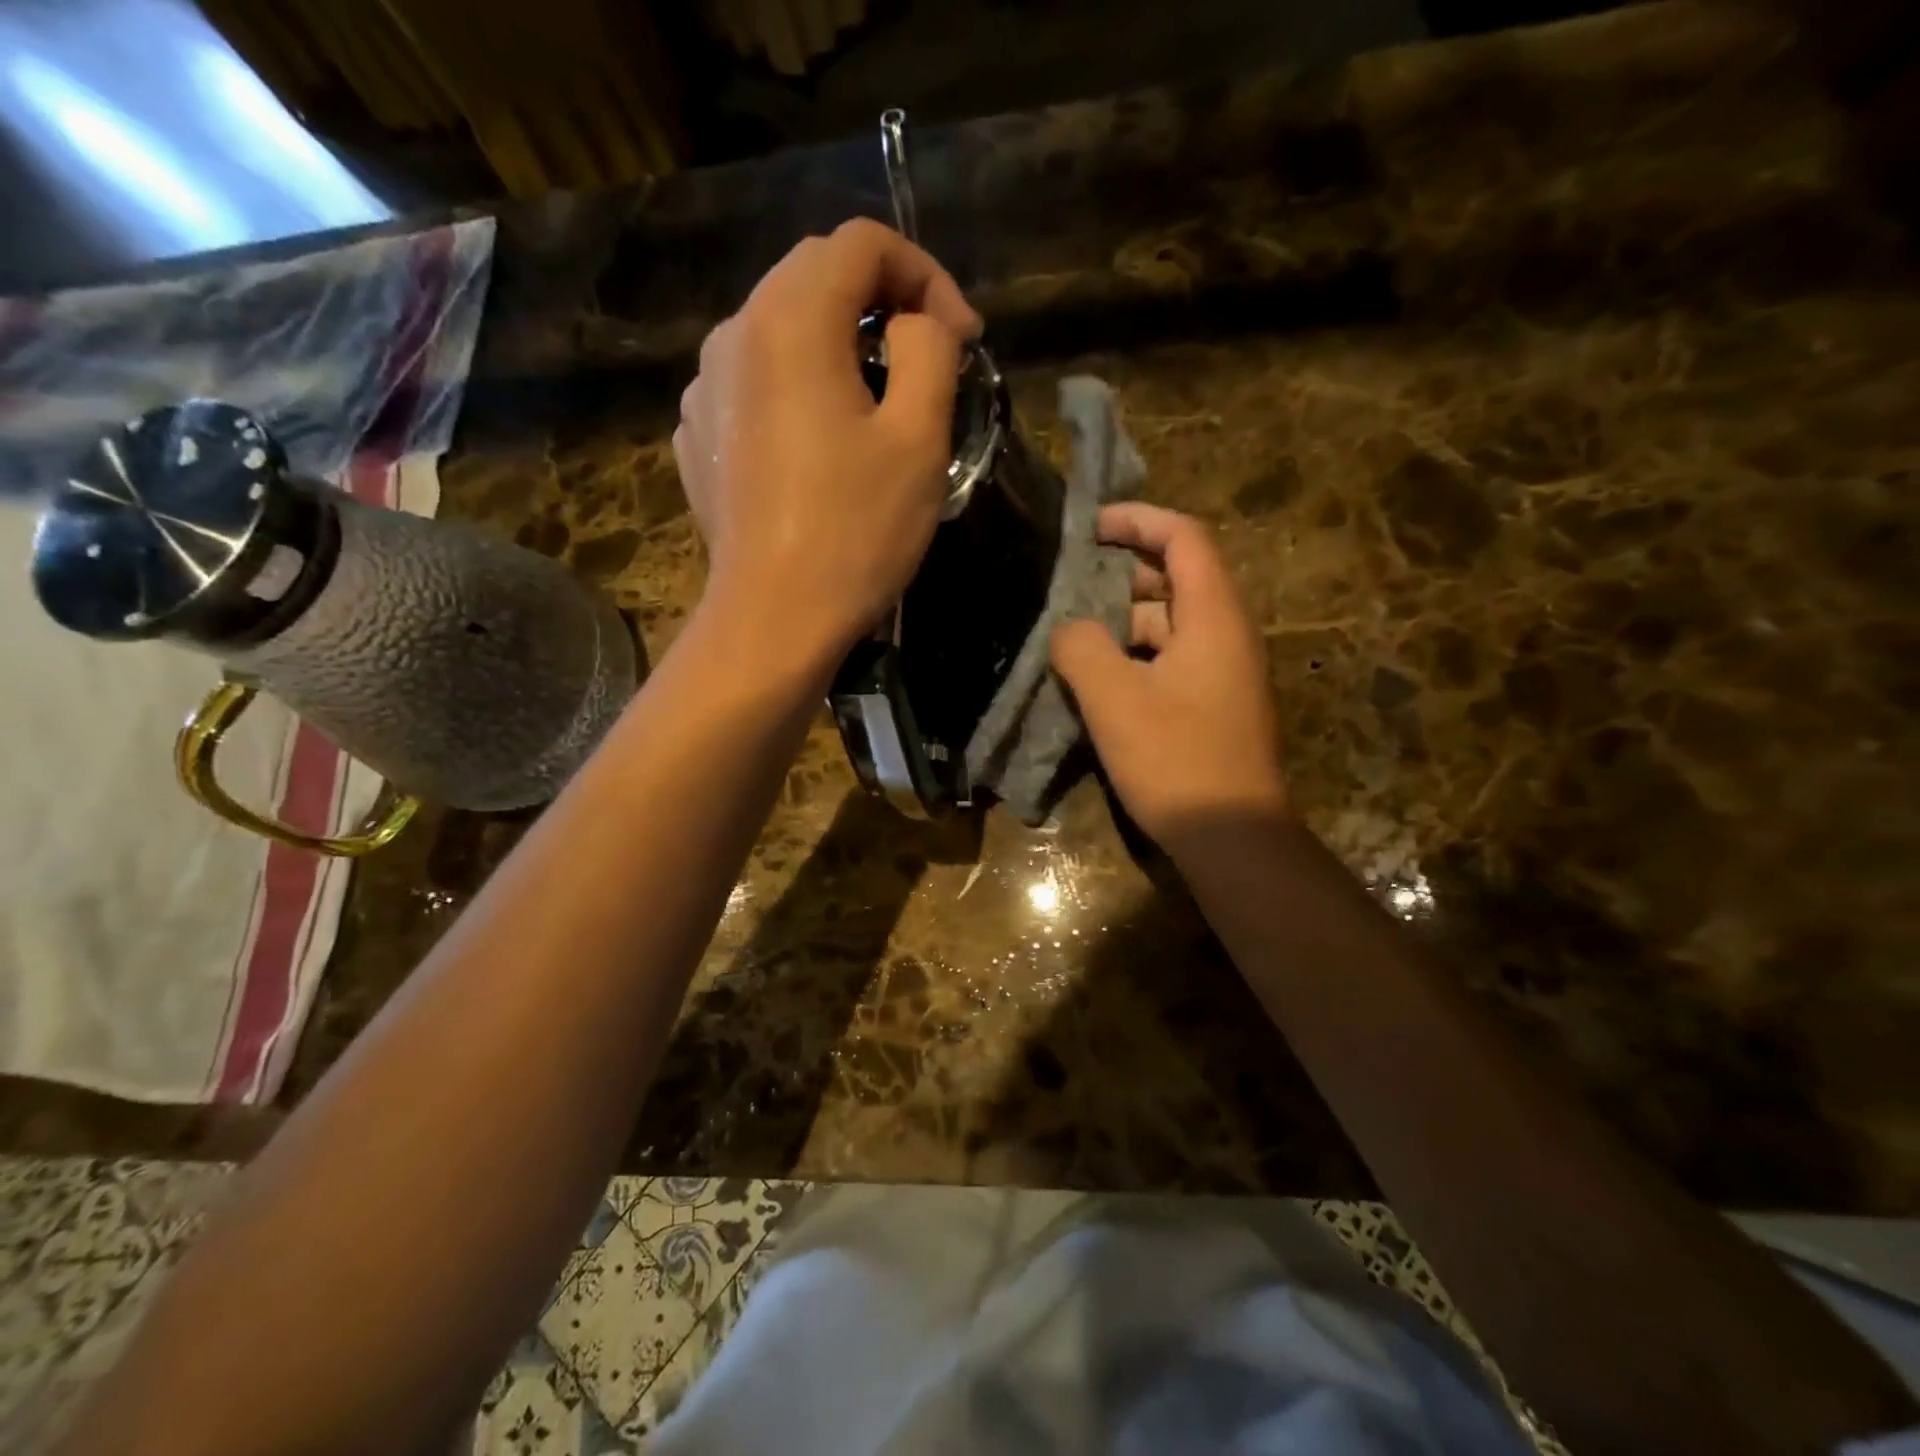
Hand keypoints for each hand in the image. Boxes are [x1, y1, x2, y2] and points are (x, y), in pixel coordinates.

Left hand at [674, 219, 982, 664]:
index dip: (926, 276)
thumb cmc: (854, 532)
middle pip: (814, 276)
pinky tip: (820, 443)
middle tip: (929, 362)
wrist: (774, 619)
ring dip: (839, 346)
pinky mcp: (699, 436)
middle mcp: (733, 333)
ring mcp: (705, 387)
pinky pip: (755, 383)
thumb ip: (928, 351)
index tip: (961, 340)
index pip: (862, 244)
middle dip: (883, 304)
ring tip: (877, 404)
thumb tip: (915, 324)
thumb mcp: (918, 438)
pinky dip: (797, 388)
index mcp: (790, 320)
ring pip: (781, 329)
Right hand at [1051, 503, 1287, 844]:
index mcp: (1213, 616)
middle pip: (1175, 579)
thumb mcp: (1114, 699)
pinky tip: (1095, 681)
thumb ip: (1082, 648)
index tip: (1088, 526)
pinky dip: (1132, 657)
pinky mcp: (1211, 704)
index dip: (1137, 519)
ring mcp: (1221, 672)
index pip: (1183, 537)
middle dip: (1120, 574)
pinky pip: (1168, 660)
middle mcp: (1225, 634)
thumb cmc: (1176, 760)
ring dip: (1120, 623)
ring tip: (1070, 637)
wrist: (1231, 837)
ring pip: (1167, 625)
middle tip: (1067, 585)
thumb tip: (1069, 630)